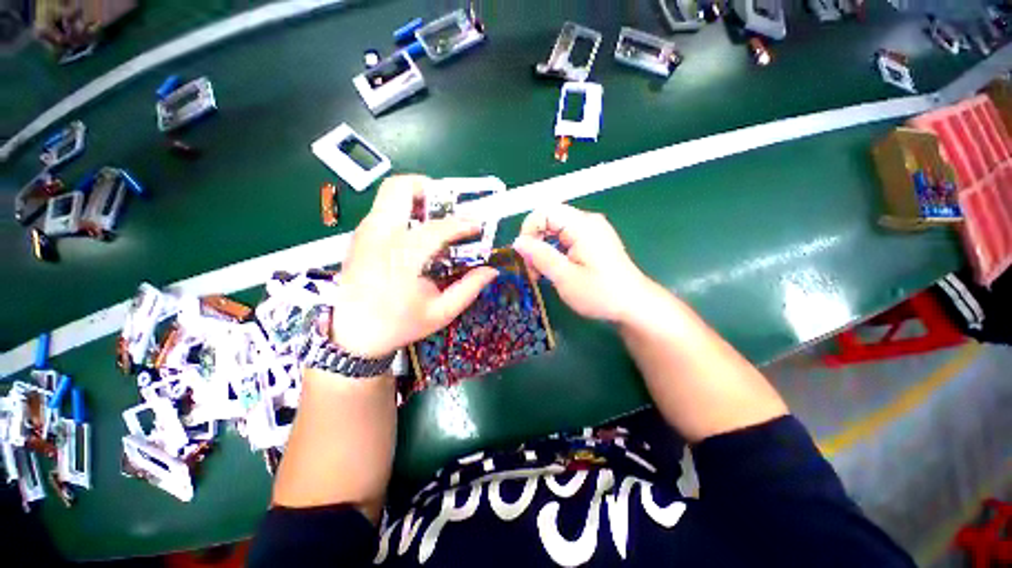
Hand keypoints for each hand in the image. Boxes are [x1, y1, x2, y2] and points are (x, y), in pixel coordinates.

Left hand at [330, 176, 497, 357]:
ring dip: (417, 199)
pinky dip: (405, 211)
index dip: (462, 223)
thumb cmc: (397, 325)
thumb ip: (468, 289)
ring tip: (436, 219)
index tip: (477, 225)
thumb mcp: (440, 313)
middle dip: (429, 189)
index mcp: (401, 258)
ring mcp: (365, 233)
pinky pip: (384, 209)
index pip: (436, 228)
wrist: (350, 336)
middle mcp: (379, 236)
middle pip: (400, 188)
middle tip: (449, 207)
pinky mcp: (360, 236)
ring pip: (389, 194)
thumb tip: (491, 271)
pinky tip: (417, 235)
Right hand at [512, 204, 650, 323]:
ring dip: (543, 248)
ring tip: (541, 272)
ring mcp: (592, 231)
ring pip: (556, 230)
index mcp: (582, 225)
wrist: (634, 305)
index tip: (524, 255)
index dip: (528, 230)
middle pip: (549, 219)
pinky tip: (555, 269)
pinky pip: (566, 238)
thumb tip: (518, 242)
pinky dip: (555, 251)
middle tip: (532, 268)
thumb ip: (540, 256)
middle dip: (535, 241)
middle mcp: (588, 222)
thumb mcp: (565, 277)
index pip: (544, 211)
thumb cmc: (600, 293)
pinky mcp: (594, 241)